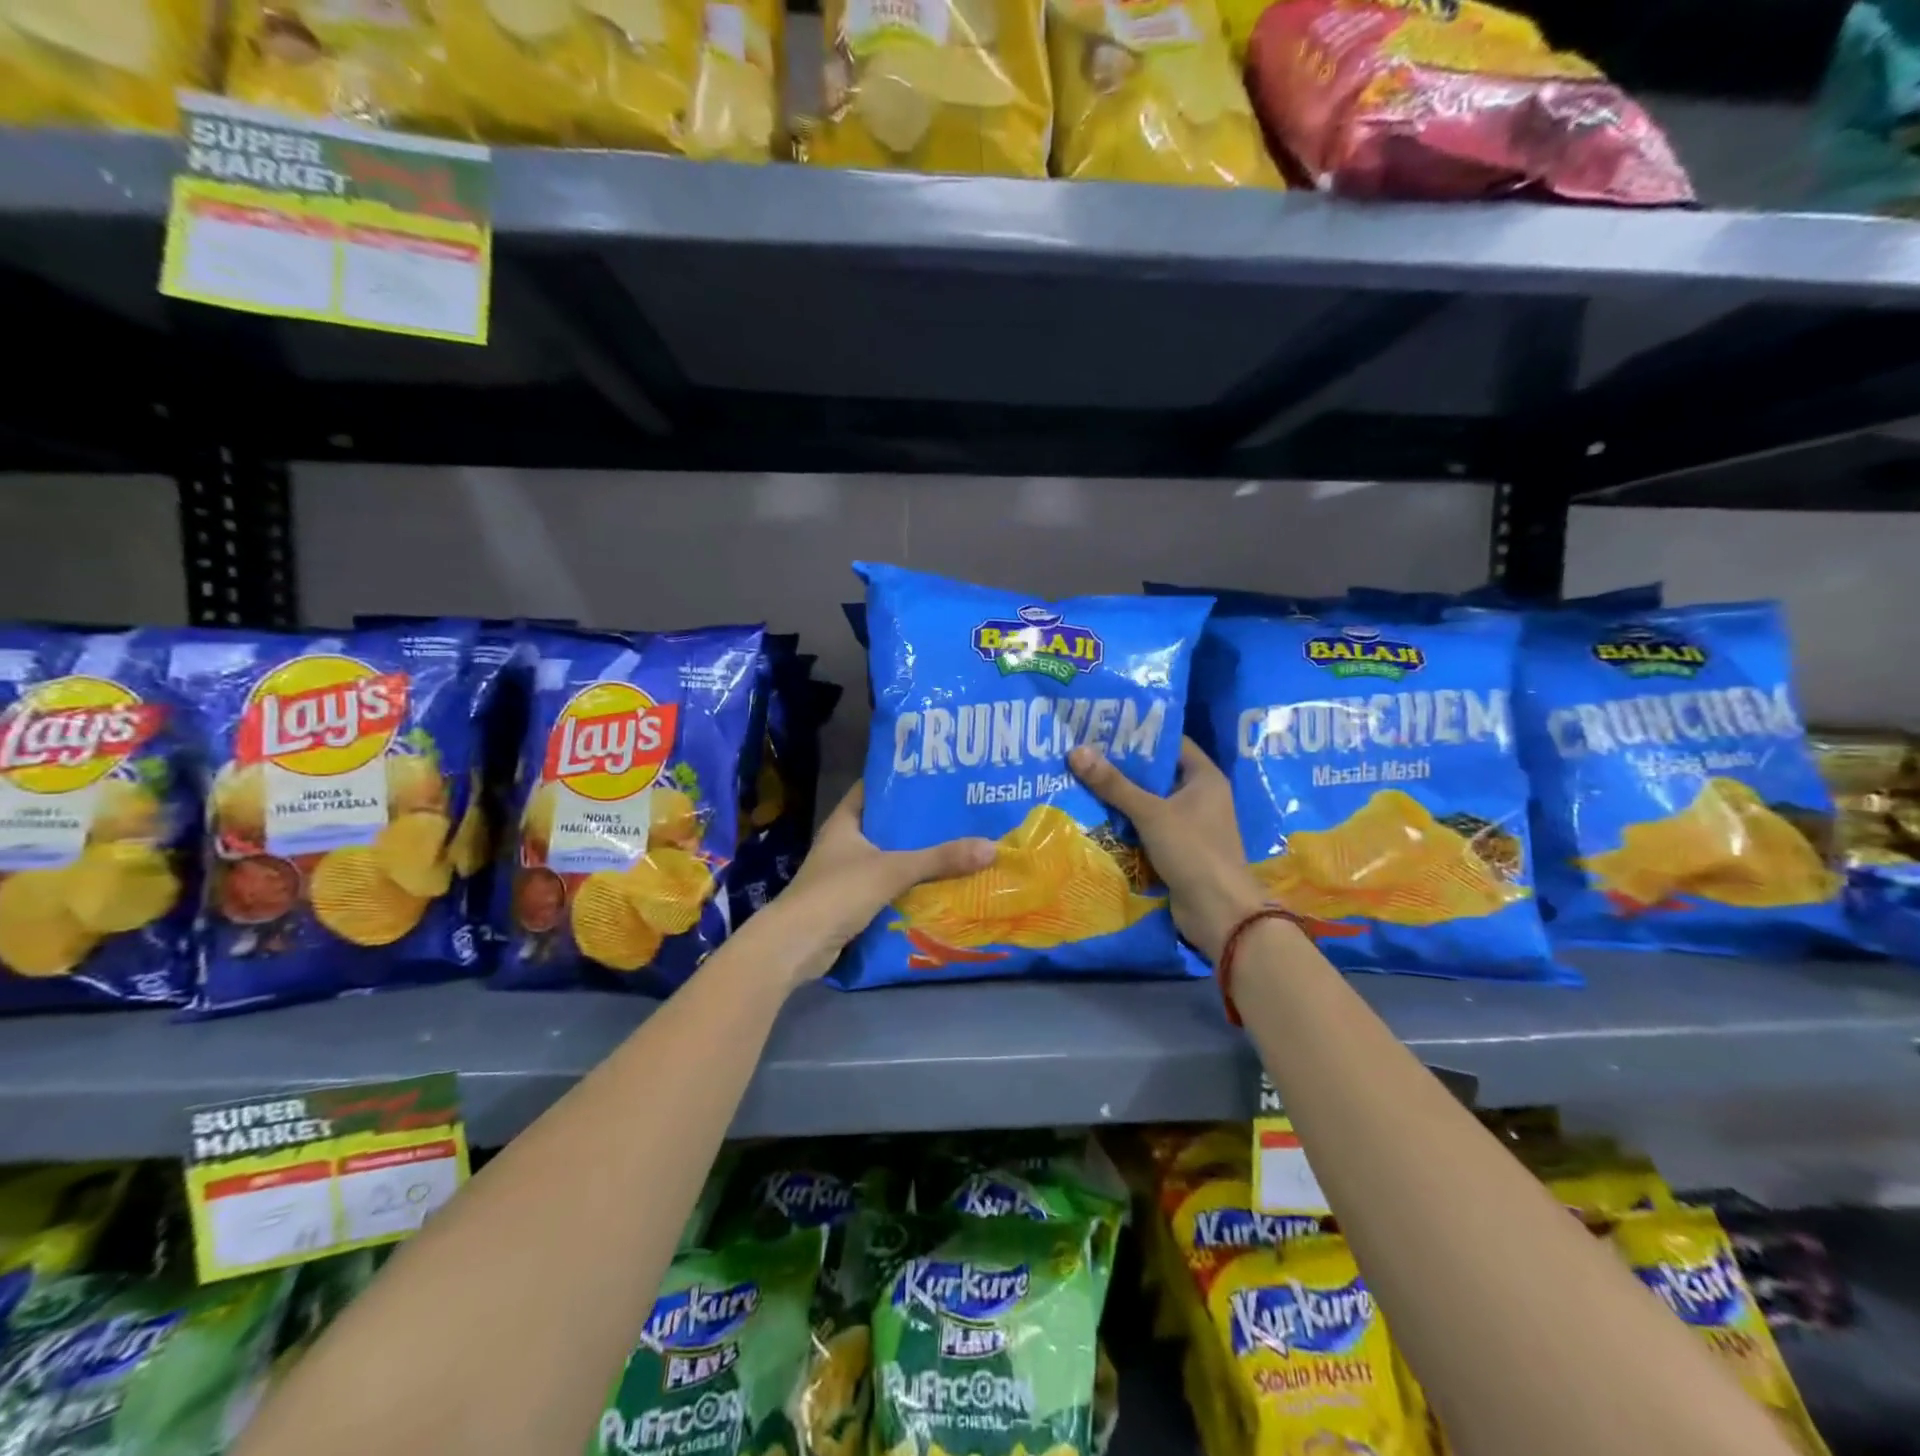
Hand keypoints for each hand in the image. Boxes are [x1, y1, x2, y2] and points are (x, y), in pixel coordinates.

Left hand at [771, 781, 996, 982]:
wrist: (797, 945)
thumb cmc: (838, 893)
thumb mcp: (893, 870)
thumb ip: (940, 859)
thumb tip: (991, 847)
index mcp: (845, 822)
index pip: (873, 789)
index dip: (901, 782)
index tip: (936, 777)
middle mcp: (844, 843)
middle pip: (886, 826)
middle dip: (919, 824)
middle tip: (959, 814)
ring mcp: (845, 874)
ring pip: (888, 858)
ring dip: (916, 858)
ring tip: (958, 847)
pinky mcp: (850, 903)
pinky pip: (887, 887)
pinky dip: (908, 887)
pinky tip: (938, 886)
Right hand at [1069, 738, 1266, 962]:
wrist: (1219, 912)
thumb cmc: (1193, 851)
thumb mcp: (1151, 813)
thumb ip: (1114, 784)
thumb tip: (1076, 751)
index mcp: (1204, 777)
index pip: (1171, 743)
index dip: (1140, 734)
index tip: (1104, 729)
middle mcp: (1199, 796)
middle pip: (1156, 773)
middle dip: (1122, 767)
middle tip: (1084, 754)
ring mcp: (1189, 825)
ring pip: (1149, 802)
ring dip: (1120, 797)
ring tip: (1081, 780)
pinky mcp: (1177, 849)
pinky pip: (1147, 828)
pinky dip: (1126, 823)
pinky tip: (1095, 816)